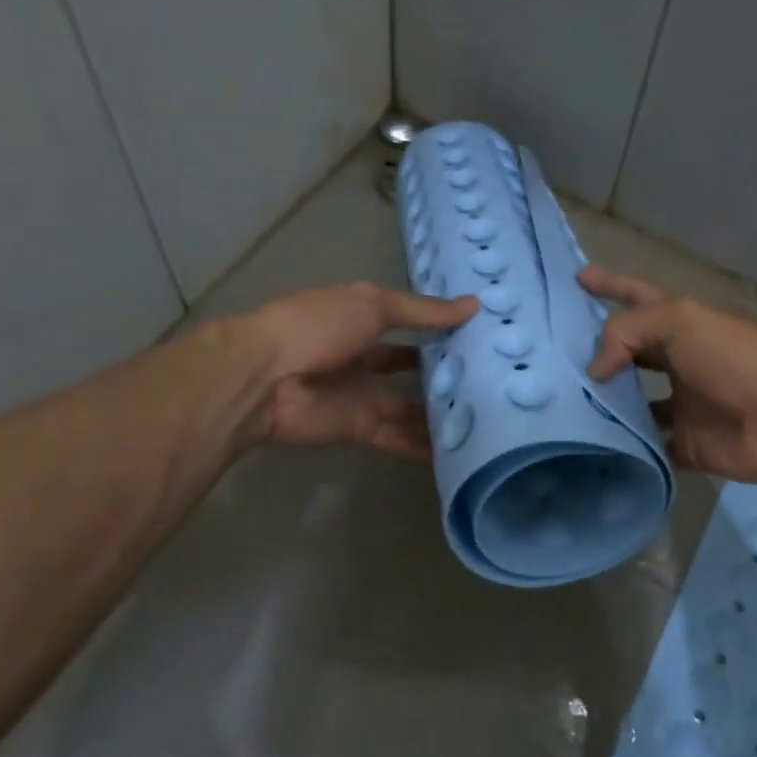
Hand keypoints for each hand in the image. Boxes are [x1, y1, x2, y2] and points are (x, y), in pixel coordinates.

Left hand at [233, 282, 478, 458]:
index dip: (441, 329)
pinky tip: (459, 451)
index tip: (483, 337)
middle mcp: (363, 357)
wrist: (265, 378)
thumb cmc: (317, 326)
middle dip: (443, 375)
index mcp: (362, 320)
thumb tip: (474, 305)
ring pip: (409, 408)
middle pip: (411, 370)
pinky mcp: (360, 429)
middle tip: (492, 383)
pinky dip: (424, 446)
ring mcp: (361, 395)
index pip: (411, 325)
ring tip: (486, 420)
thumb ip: (422, 312)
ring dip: (439, 414)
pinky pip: (398, 437)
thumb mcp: (373, 306)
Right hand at [580, 265, 756, 482]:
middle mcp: (678, 361)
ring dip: (605, 402)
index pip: (636, 297)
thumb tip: (595, 370)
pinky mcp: (685, 443)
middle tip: (556, 358)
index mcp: (680, 325)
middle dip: (598, 351)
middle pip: (630, 352)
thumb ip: (627, 332)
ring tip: (564, 403)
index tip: (577, 277)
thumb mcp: (679, 322)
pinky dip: (626, 446)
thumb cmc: (734, 358)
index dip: (609, 285)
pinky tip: (594, 444)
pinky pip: (647, 444)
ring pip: (633, 401)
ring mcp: (681, 404)